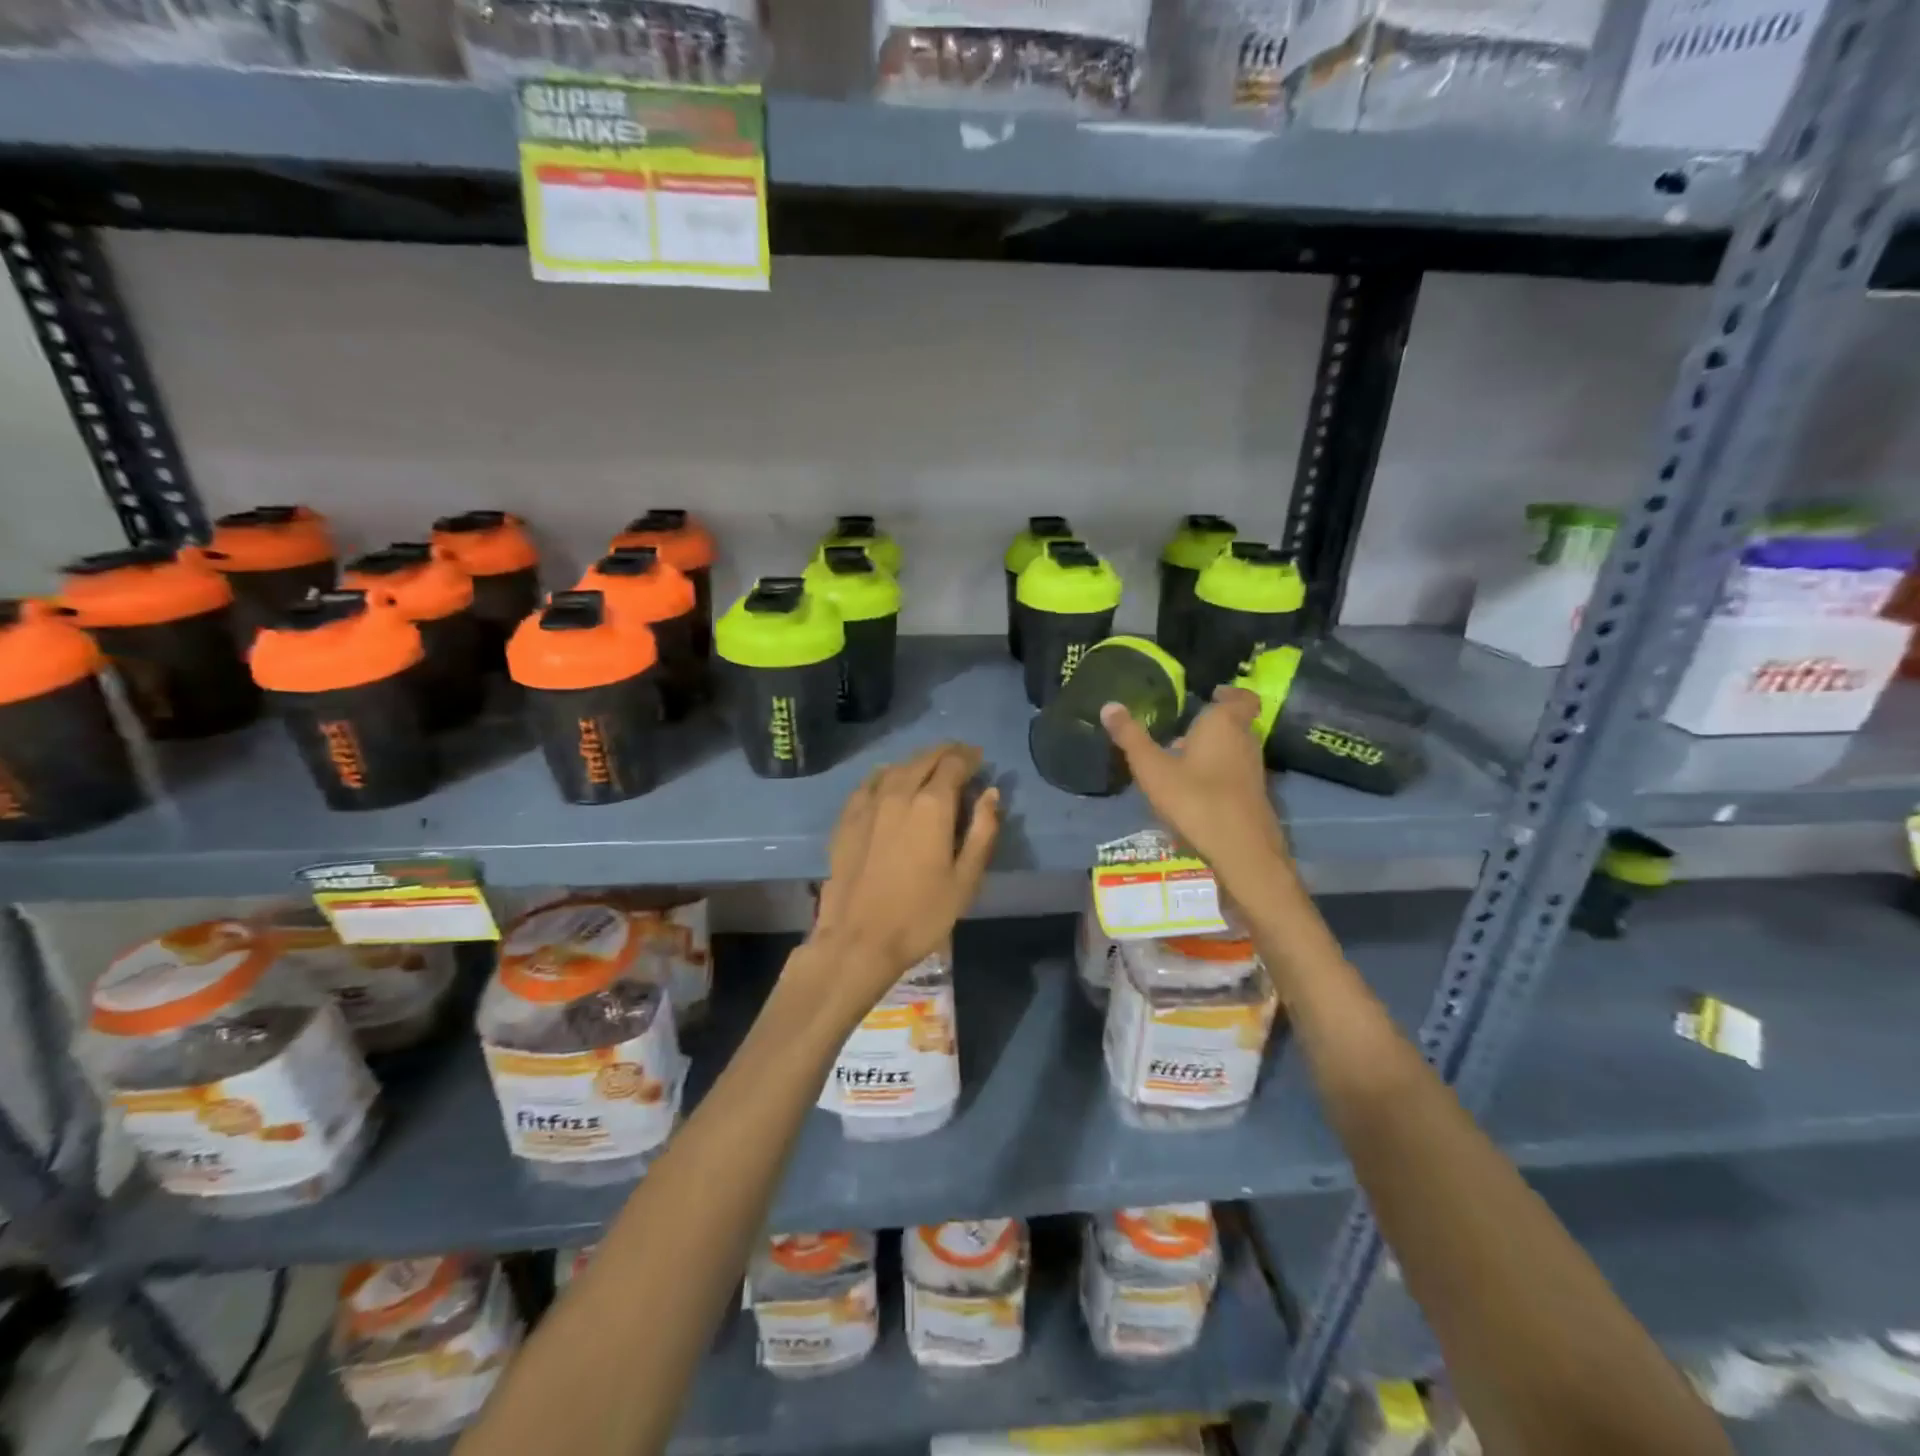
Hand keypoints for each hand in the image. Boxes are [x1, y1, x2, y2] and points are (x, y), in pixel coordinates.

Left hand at [803, 744, 1000, 1020]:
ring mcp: (868, 804)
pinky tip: (888, 779)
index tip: (980, 759)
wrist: (859, 940)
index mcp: (932, 805)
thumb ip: (983, 831)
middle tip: (960, 757)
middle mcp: (898, 793)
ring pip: (895, 768)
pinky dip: (885, 775)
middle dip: (945, 754)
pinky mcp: (847, 819)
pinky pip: (869, 783)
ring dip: (917, 762)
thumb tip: (991, 793)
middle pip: (923, 759)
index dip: (969, 757)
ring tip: (930, 766)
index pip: (953, 764)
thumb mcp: (966, 879)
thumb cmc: (921, 914)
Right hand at [1101, 687, 1292, 897]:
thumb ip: (1130, 737)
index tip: (1213, 694)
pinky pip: (1234, 774)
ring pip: (1234, 751)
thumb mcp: (1152, 768)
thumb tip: (1109, 705)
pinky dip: (1218, 775)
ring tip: (1181, 761)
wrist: (1241, 851)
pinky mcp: (1254, 797)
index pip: (1240, 698)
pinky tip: (1193, 792)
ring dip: (1213, 751)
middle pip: (1235, 724)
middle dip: (1212, 725)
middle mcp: (1245, 742)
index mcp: (1224, 724)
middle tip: (1183, 730)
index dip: (1229, 694)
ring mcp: (1253, 771)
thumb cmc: (1195, 799)